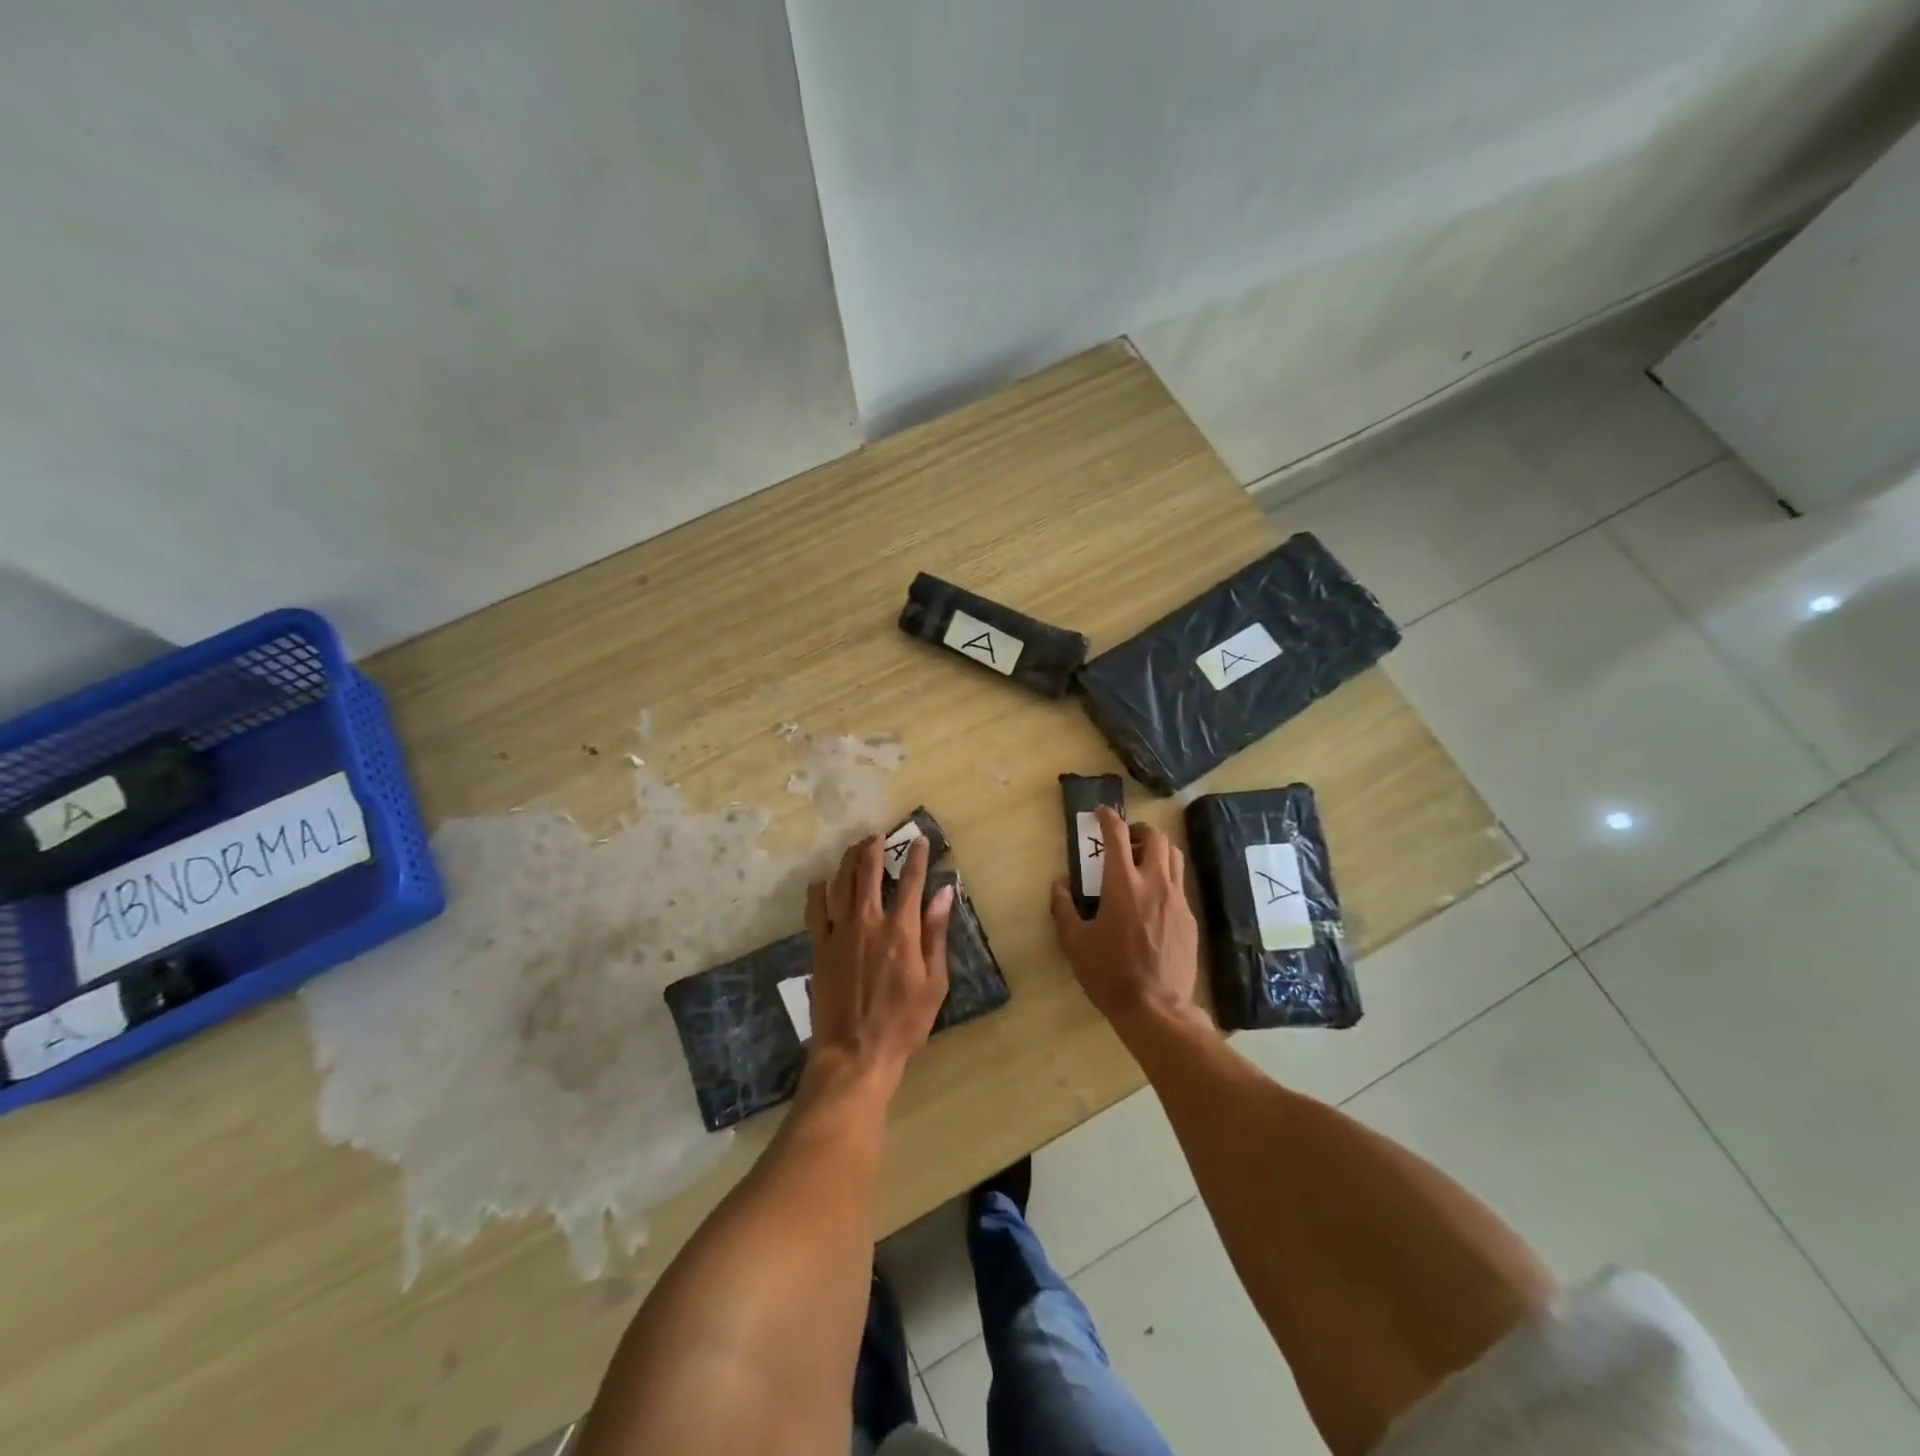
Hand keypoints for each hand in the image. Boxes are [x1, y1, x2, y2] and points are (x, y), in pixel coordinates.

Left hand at [803, 833, 953, 1096]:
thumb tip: (945, 892)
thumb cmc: (904, 1022)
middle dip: (875, 848)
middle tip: (878, 835)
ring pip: (841, 883)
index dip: (917, 857)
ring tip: (856, 847)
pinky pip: (815, 910)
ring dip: (849, 860)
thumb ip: (936, 933)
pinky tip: (820, 881)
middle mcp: (868, 921)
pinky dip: (818, 891)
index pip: (911, 881)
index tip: (920, 840)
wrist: (854, 1053)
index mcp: (901, 930)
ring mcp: (839, 932)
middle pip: (869, 872)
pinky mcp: (819, 947)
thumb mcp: (934, 982)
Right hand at [1051, 807, 1201, 1026]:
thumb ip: (1063, 907)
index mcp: (1122, 884)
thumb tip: (1059, 884)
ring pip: (1174, 856)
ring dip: (1157, 849)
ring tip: (1142, 862)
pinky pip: (1180, 884)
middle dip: (1139, 830)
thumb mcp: (1074, 942)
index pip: (1116, 835)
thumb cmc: (1108, 973)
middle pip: (1156, 837)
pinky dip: (1166, 877)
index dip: (1108, 817)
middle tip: (1125, 840)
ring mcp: (1177, 899)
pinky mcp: (1189, 918)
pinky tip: (1153, 898)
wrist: (1155, 1007)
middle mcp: (1154, 883)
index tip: (1100, 812)